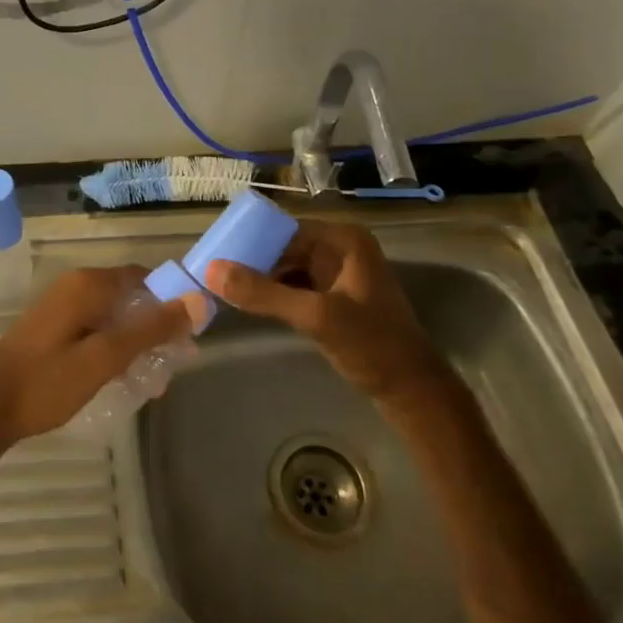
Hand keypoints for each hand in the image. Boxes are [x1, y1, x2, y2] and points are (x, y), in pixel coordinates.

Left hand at [0, 267, 206, 448]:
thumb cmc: (47, 382)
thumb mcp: (105, 358)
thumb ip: (150, 329)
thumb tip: (196, 300)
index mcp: (87, 284)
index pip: (144, 277)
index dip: (171, 300)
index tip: (191, 332)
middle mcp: (75, 286)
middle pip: (130, 297)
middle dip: (156, 327)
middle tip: (176, 363)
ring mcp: (61, 307)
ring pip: (113, 316)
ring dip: (137, 341)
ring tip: (155, 379)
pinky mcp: (53, 329)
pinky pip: (96, 328)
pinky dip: (115, 347)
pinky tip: (124, 377)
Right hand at [206, 221, 445, 404]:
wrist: (412, 392)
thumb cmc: (371, 345)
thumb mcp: (315, 316)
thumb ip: (263, 293)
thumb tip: (211, 270)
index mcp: (343, 240)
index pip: (284, 230)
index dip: (249, 240)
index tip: (213, 254)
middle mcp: (340, 249)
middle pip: (284, 248)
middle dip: (251, 261)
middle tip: (211, 274)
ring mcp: (338, 274)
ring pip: (287, 269)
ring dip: (260, 279)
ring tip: (221, 288)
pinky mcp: (334, 298)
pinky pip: (295, 287)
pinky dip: (273, 295)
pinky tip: (248, 305)